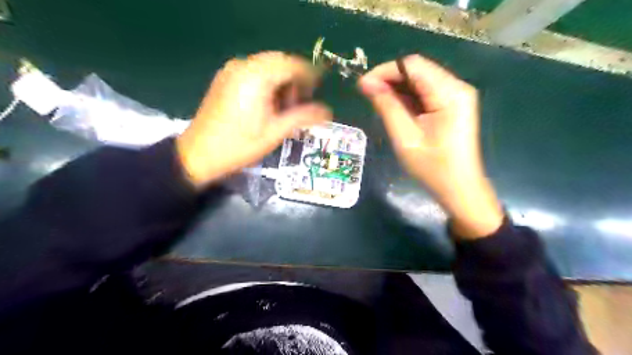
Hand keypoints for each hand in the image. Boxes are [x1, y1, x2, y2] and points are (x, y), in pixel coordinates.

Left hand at [174, 51, 332, 188]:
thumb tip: (327, 112)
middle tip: (300, 104)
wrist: (198, 155)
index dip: (309, 76)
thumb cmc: (239, 146)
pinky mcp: (225, 79)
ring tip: (283, 108)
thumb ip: (303, 117)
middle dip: (294, 80)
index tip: (317, 92)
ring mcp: (231, 71)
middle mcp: (242, 66)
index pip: (291, 64)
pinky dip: (267, 83)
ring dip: (281, 82)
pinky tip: (267, 105)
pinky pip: (253, 72)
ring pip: (266, 66)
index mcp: (256, 77)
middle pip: (279, 62)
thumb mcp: (275, 132)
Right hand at [361, 56, 504, 238]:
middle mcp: (457, 87)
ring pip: (420, 81)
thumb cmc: (432, 167)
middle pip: (417, 70)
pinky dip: (407, 98)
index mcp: (450, 93)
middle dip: (389, 79)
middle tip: (367, 94)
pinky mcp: (452, 106)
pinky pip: (426, 93)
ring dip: (397, 89)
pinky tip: (394, 109)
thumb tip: (367, 83)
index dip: (385, 71)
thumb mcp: (405, 137)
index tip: (363, 85)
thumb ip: (387, 106)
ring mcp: (456, 96)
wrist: (459, 189)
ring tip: (377, 102)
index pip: (412, 65)